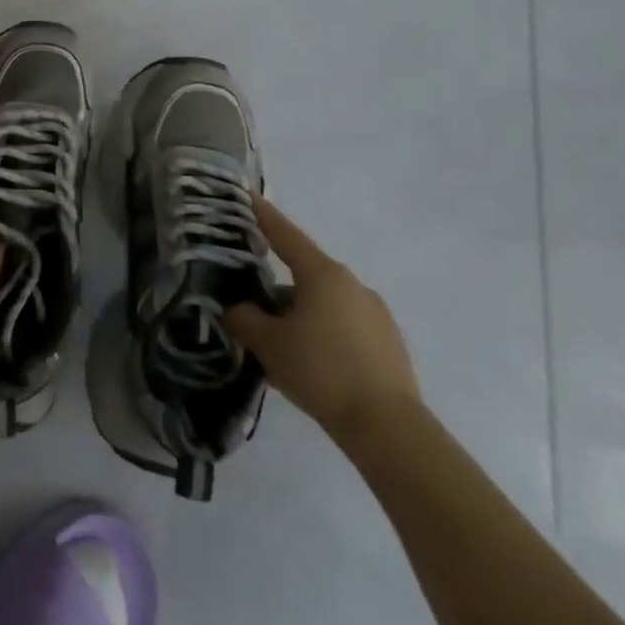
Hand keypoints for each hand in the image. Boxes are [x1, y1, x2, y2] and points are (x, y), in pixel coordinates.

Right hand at [225, 195, 419, 448]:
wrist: (388, 428)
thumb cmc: (321, 371)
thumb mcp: (267, 343)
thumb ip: (242, 317)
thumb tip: (236, 307)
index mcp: (323, 274)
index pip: (285, 235)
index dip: (264, 215)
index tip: (248, 196)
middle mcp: (352, 284)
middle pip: (304, 273)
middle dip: (277, 288)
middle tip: (252, 306)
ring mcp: (375, 313)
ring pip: (324, 302)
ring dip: (300, 313)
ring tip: (280, 345)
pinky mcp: (388, 342)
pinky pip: (344, 325)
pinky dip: (323, 333)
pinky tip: (311, 363)